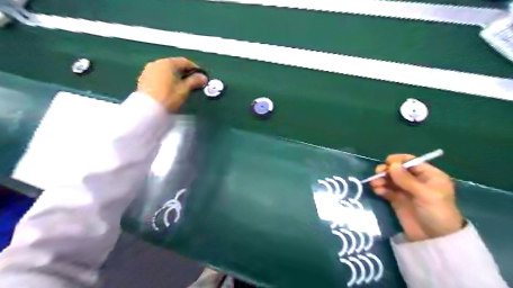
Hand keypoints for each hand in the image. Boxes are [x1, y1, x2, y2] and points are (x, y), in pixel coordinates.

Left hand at [138, 56, 207, 110]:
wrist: (148, 109)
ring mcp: (148, 70)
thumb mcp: (184, 89)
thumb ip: (195, 81)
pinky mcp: (143, 79)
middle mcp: (156, 63)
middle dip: (185, 72)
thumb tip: (203, 77)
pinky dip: (166, 79)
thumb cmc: (168, 97)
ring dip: (175, 75)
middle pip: (174, 65)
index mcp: (167, 63)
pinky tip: (170, 88)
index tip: (201, 76)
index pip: (184, 61)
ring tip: (182, 85)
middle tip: (193, 81)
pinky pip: (159, 75)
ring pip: (166, 70)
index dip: (195, 68)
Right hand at [369, 154, 464, 241]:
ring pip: (390, 179)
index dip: (399, 161)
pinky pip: (386, 190)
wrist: (434, 239)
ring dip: (381, 179)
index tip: (387, 163)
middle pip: (398, 170)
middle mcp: (416, 181)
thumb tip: (391, 164)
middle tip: (378, 173)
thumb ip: (407, 179)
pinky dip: (380, 188)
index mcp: (429, 176)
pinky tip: (377, 191)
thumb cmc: (437, 213)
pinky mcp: (397, 200)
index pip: (412, 162)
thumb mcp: (425, 195)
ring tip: (375, 184)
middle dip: (387, 171)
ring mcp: (406, 191)